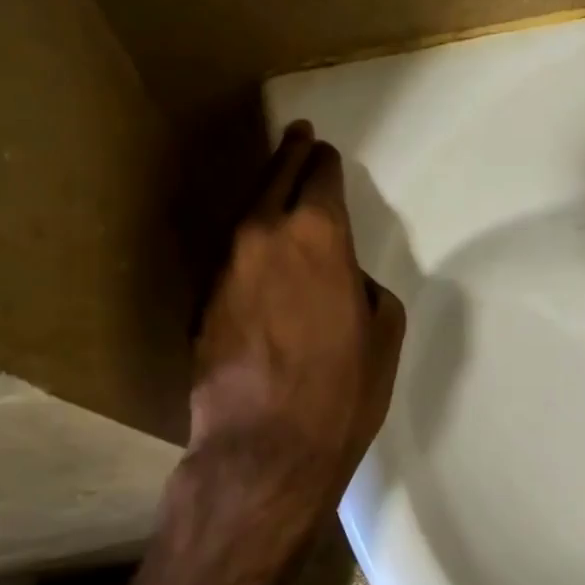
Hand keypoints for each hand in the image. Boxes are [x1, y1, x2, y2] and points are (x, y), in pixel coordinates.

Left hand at [184, 122, 405, 545]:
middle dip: (290, 152)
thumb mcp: (383, 332)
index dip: (326, 162)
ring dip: (264, 189)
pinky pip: (230, 251)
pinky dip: (246, 237)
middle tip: (297, 134)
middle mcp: (264, 234)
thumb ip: (363, 285)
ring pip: (246, 209)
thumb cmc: (341, 392)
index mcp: (318, 235)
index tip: (326, 153)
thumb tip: (341, 278)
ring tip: (275, 176)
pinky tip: (255, 243)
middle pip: (276, 175)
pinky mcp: (201, 299)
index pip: (320, 175)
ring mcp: (224, 265)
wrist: (263, 451)